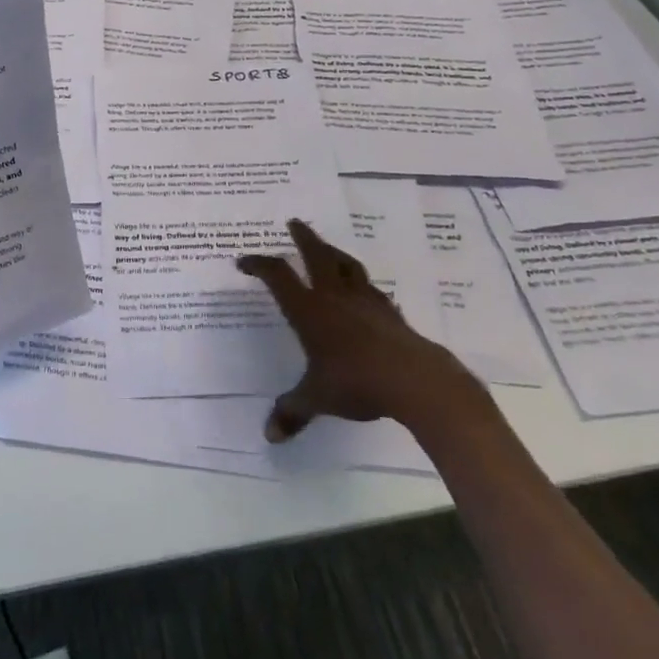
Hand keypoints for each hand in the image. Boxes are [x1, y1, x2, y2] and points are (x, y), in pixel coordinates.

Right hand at [238, 218, 486, 442]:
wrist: (415, 381)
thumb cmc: (356, 383)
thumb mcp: (317, 398)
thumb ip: (293, 411)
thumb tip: (270, 435)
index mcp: (308, 310)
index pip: (278, 276)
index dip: (259, 265)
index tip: (244, 262)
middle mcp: (334, 296)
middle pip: (317, 255)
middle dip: (303, 238)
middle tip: (294, 223)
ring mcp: (365, 301)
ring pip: (347, 265)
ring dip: (334, 252)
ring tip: (328, 248)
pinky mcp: (390, 313)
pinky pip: (371, 289)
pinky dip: (361, 284)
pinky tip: (363, 290)